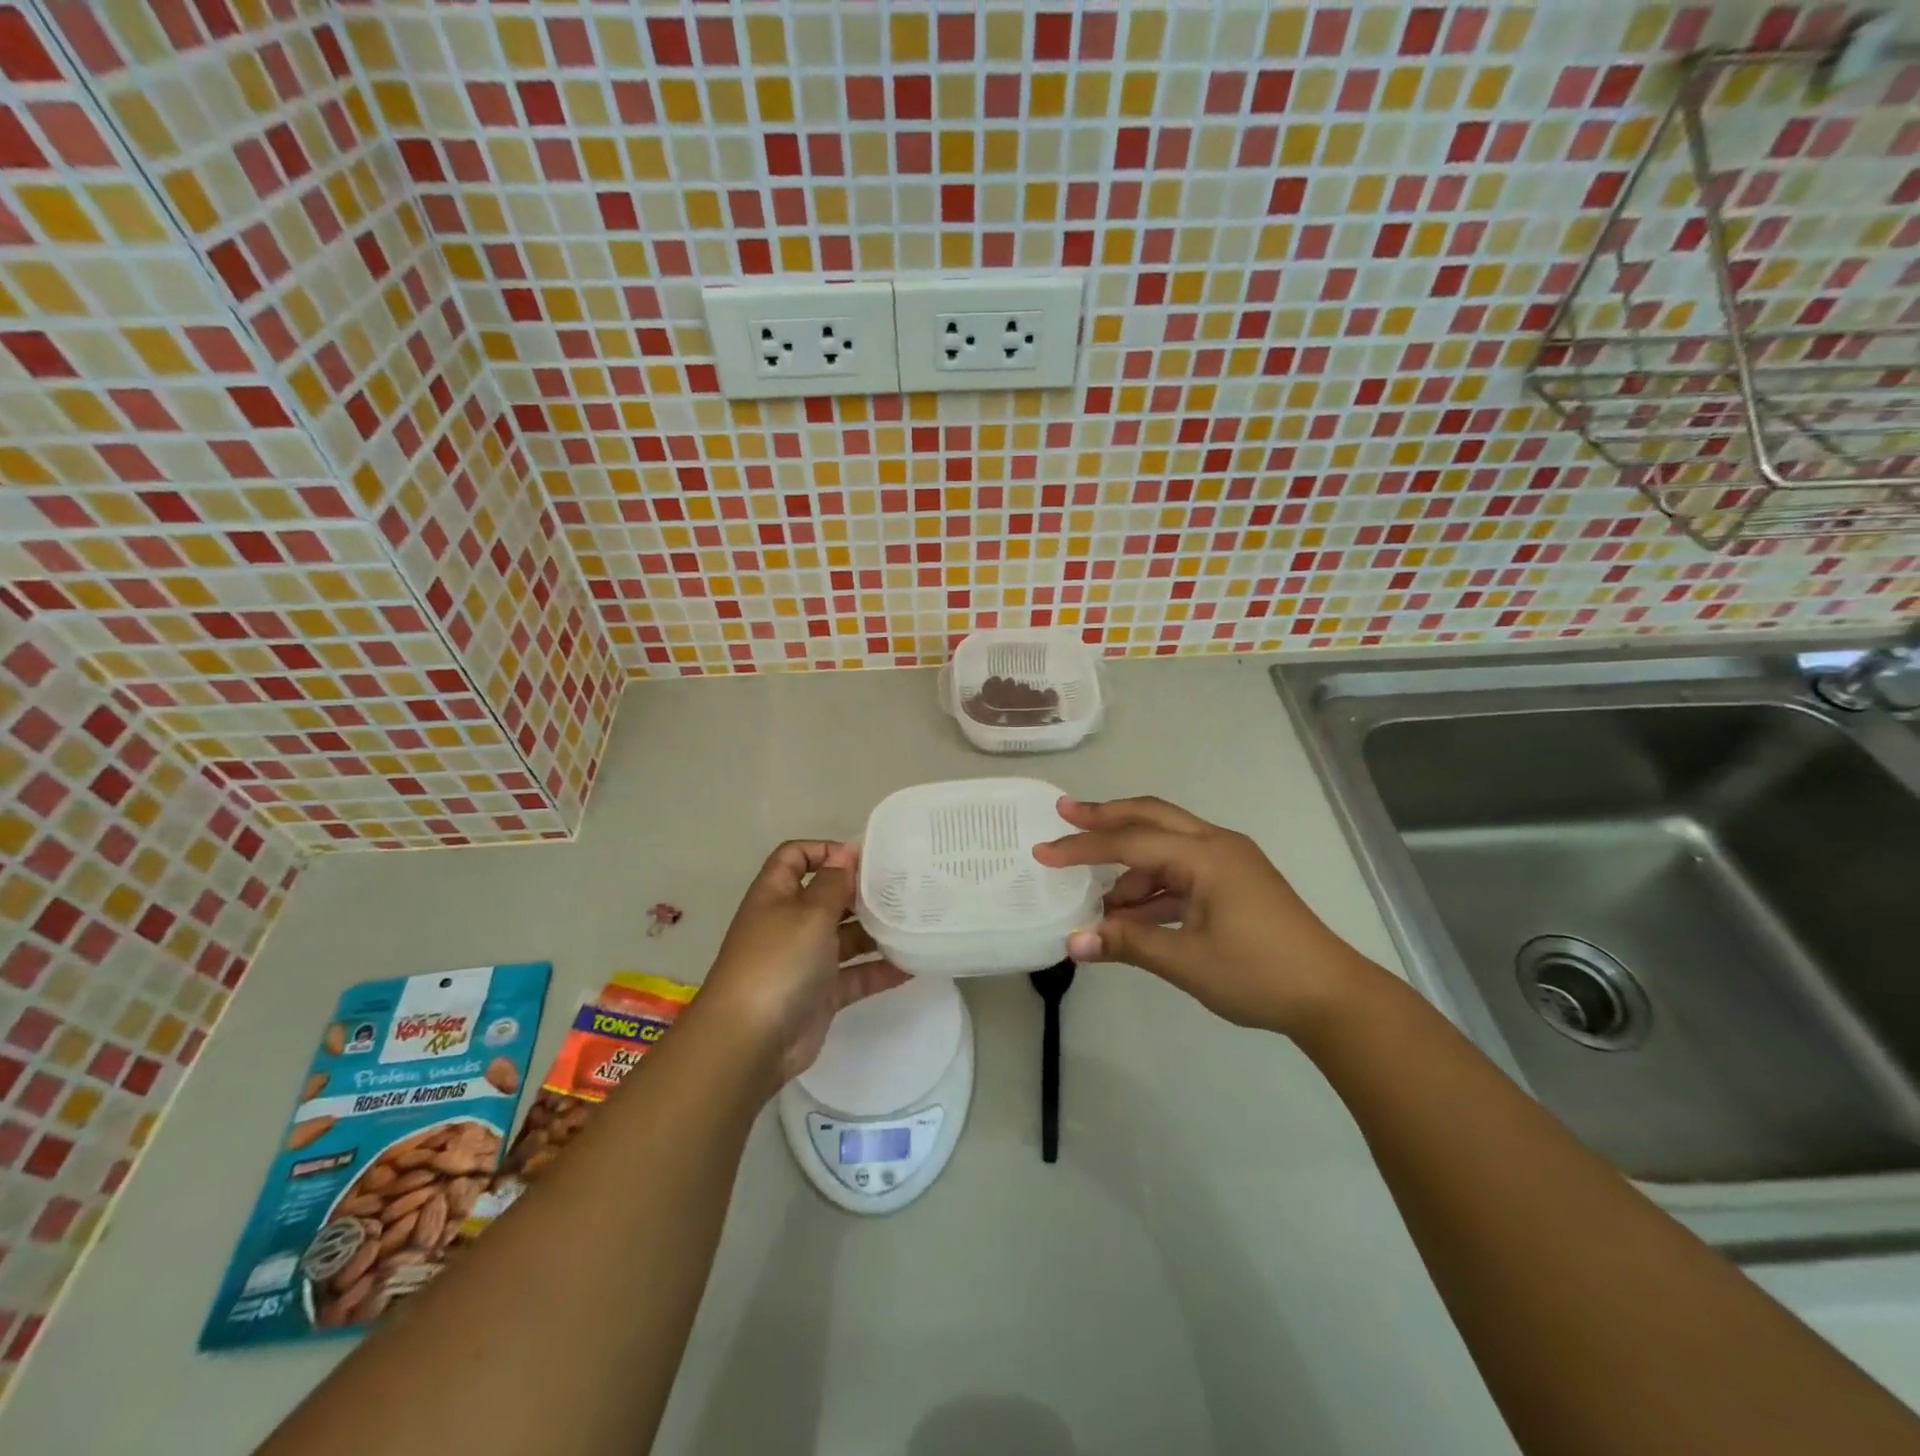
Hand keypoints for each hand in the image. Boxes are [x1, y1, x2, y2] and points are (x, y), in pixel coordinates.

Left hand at [697, 841, 908, 1088]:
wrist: (750, 1040)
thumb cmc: (778, 961)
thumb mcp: (809, 913)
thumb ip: (833, 883)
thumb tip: (844, 855)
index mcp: (776, 895)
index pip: (795, 857)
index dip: (824, 850)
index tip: (864, 858)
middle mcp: (789, 923)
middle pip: (827, 896)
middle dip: (860, 892)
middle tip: (902, 889)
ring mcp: (804, 961)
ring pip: (844, 937)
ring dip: (875, 931)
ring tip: (913, 923)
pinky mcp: (820, 995)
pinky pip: (854, 976)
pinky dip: (879, 971)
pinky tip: (911, 966)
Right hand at [1034, 796, 1378, 1036]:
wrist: (1332, 997)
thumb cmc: (1259, 974)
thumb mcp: (1187, 961)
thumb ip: (1128, 943)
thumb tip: (1072, 941)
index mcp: (1206, 856)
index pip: (1131, 843)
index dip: (1083, 847)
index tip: (1043, 852)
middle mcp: (1217, 845)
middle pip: (1151, 817)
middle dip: (1106, 816)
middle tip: (1064, 812)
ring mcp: (1230, 861)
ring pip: (1167, 844)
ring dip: (1131, 864)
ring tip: (1099, 900)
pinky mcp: (1236, 881)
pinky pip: (1183, 869)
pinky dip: (1154, 884)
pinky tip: (1134, 912)